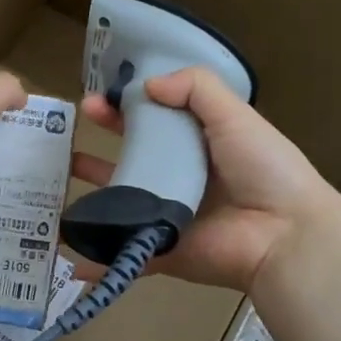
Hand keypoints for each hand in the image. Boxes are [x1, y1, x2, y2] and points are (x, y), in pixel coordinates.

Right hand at [75, 67, 333, 291]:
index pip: (154, 120)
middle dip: (100, 141)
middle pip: (131, 156)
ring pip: (119, 200)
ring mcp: (165, 215)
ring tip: (56, 174)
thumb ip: (196, 88)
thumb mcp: (235, 115)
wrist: (284, 235)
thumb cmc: (263, 169)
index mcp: (199, 144)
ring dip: (89, 190)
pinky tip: (65, 249)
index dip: (125, 107)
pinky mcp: (158, 248)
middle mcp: (179, 177)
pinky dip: (94, 256)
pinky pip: (121, 250)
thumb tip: (146, 84)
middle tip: (70, 124)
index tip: (97, 97)